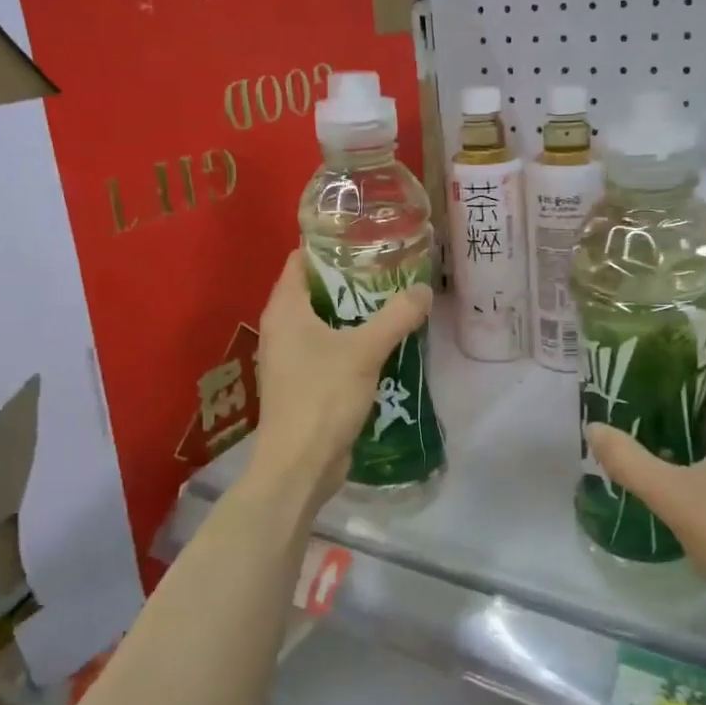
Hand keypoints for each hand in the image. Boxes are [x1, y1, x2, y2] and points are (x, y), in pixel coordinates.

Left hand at [249, 249, 432, 508]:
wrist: (300, 465)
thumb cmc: (323, 397)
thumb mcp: (365, 351)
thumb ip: (396, 317)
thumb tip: (424, 290)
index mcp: (285, 310)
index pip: (300, 261)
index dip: (329, 246)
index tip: (365, 239)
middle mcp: (281, 329)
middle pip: (314, 290)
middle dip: (348, 280)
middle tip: (388, 269)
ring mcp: (289, 358)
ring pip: (322, 322)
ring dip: (353, 313)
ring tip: (391, 301)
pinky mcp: (302, 383)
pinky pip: (327, 349)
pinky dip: (350, 341)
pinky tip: (382, 342)